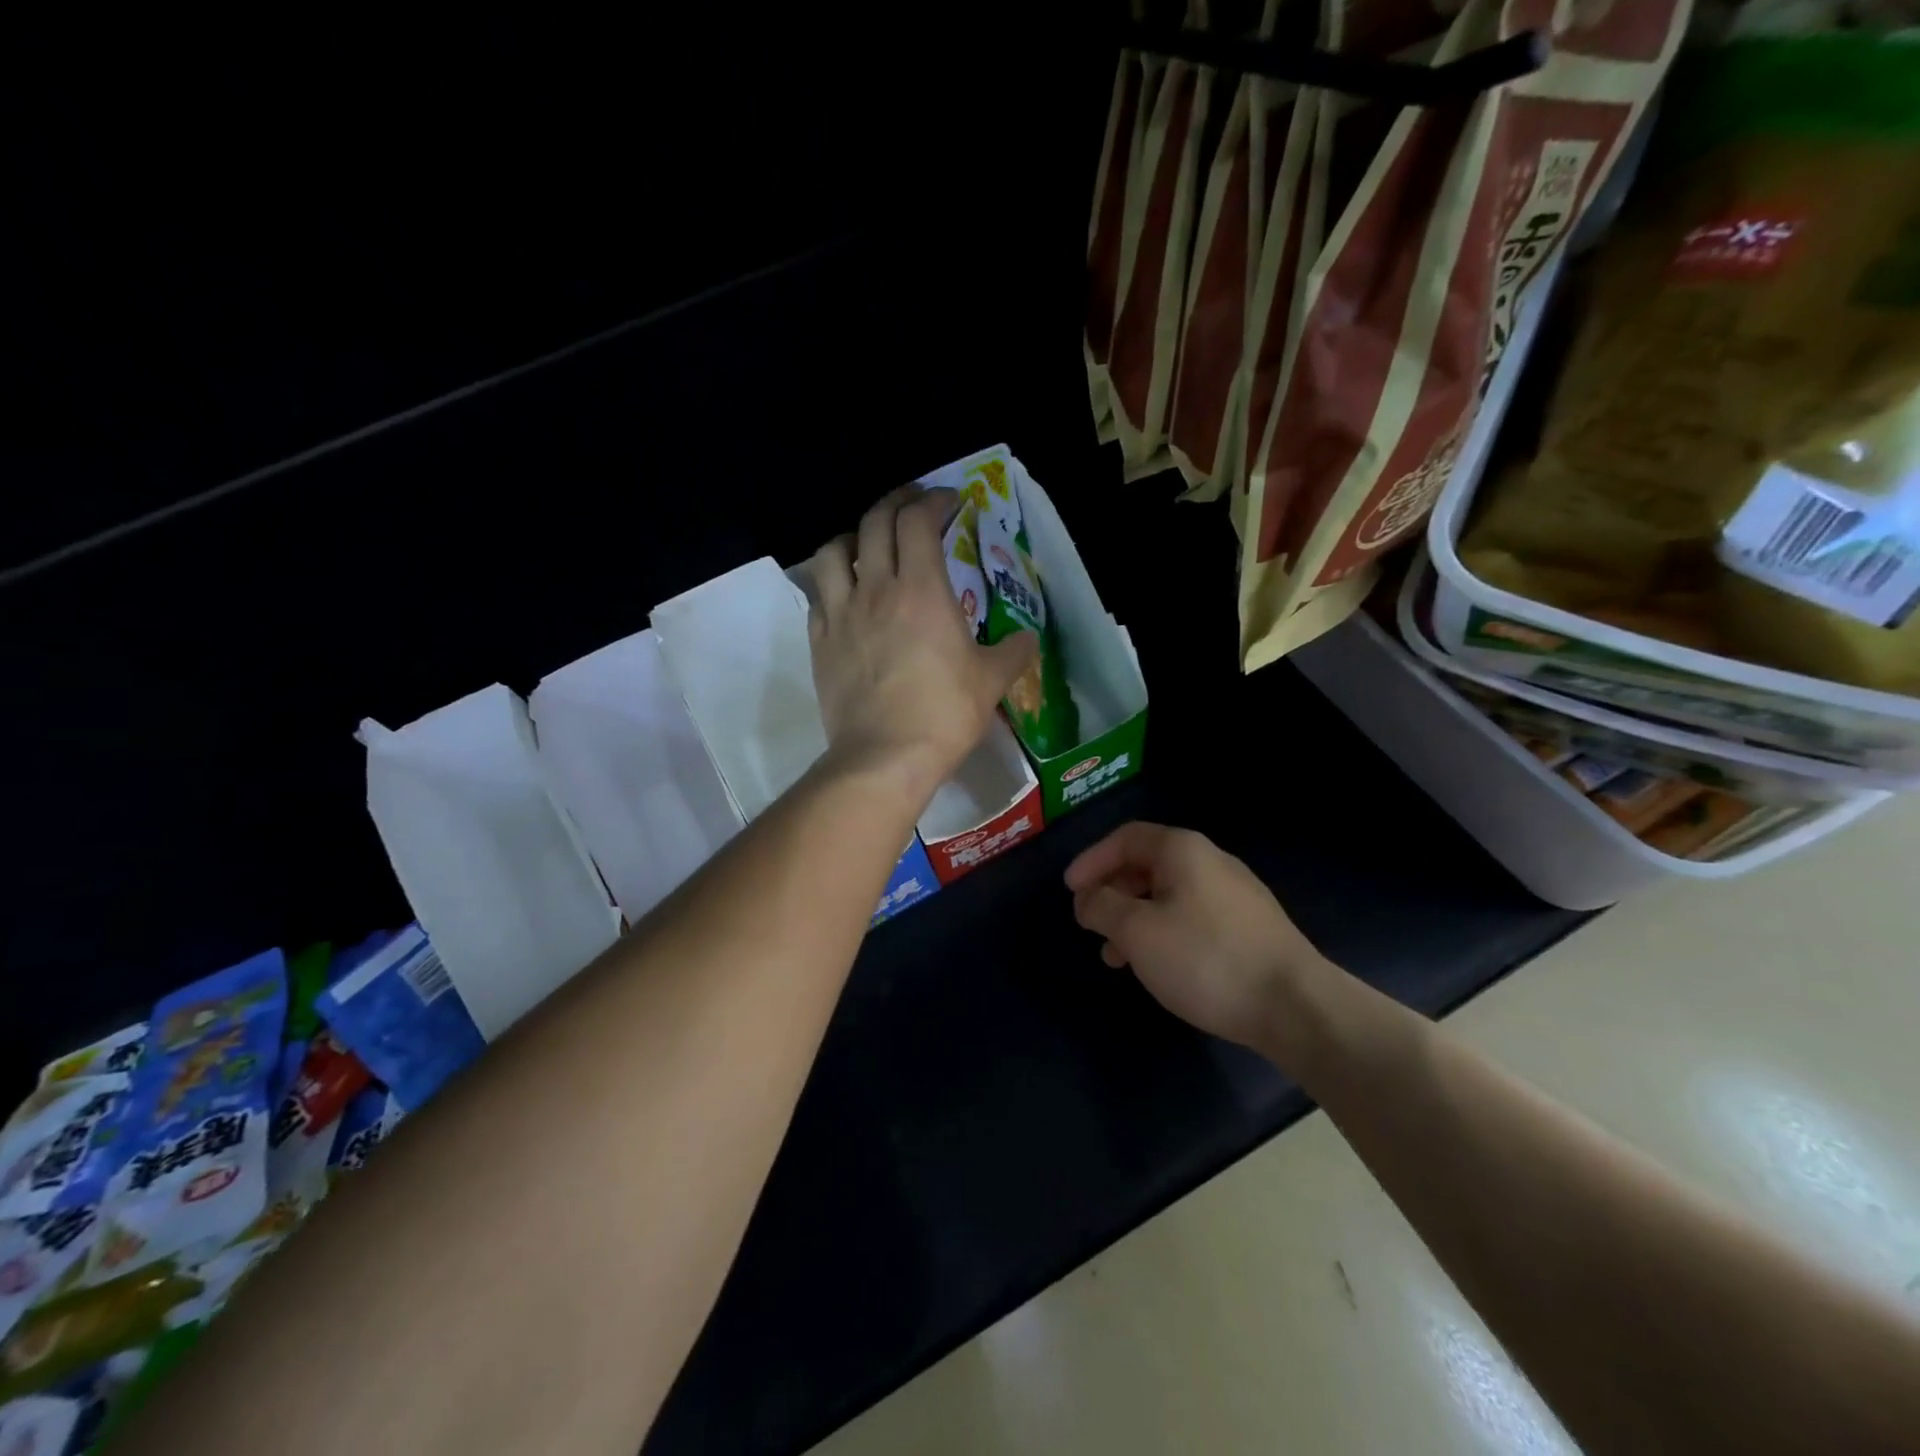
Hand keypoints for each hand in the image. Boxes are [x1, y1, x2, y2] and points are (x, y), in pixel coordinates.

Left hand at [806, 486, 1037, 798]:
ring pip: (832, 551)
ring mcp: (841, 614)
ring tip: (866, 543)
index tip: (950, 501)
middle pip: (875, 521)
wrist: (885, 756)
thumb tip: (1028, 640)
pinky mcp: (819, 641)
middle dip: (896, 501)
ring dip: (851, 536)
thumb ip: (1013, 653)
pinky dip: (831, 583)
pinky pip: (818, 595)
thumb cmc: (943, 714)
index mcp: (921, 589)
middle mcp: (876, 589)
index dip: (934, 500)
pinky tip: (845, 595)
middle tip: (913, 504)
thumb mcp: (991, 682)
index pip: (919, 520)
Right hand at [1065, 822, 1332, 1051]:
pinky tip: (1156, 966)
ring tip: (1114, 956)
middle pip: (1147, 865)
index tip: (1070, 890)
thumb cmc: (1205, 958)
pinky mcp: (1249, 926)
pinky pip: (1191, 916)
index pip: (1125, 838)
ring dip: (1134, 918)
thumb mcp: (1138, 931)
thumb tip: (1088, 899)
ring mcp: (1235, 894)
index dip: (1091, 860)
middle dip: (1111, 892)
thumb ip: (1102, 907)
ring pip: (1168, 895)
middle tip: (1089, 922)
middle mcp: (1210, 861)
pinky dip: (1162, 932)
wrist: (1295, 1005)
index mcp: (1182, 850)